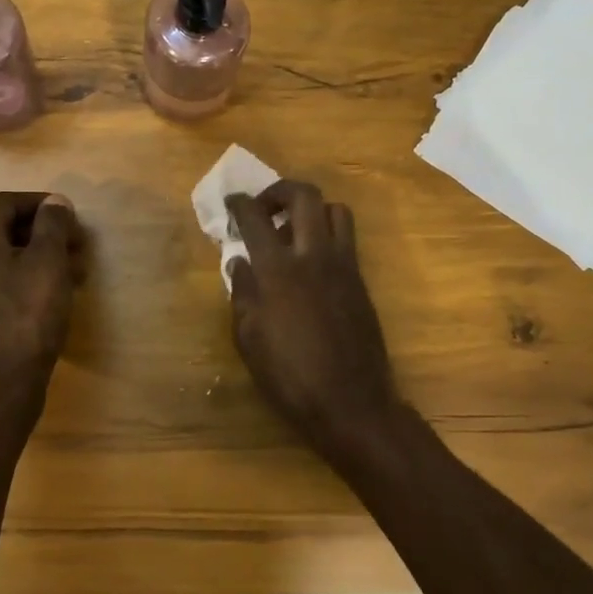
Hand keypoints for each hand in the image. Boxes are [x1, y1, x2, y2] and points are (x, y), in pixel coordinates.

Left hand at [0, 192, 83, 392]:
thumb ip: (53, 226)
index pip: (4, 202)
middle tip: (78, 246)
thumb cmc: (27, 317)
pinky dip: (28, 279)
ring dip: (41, 257)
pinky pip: (1, 283)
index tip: (69, 215)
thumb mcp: (48, 263)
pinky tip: (54, 297)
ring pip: (5, 258)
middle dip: (45, 232)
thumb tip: (54, 201)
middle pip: (4, 229)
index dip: (39, 202)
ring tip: (76, 273)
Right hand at [224, 181, 399, 453]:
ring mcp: (344, 266)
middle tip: (264, 208)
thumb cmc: (289, 376)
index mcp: (278, 270)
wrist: (351, 402)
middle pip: (304, 196)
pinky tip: (311, 264)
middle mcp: (314, 256)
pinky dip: (326, 235)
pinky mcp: (361, 281)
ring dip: (311, 210)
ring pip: (335, 210)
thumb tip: (238, 261)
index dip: (240, 204)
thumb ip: (242, 293)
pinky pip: (346, 239)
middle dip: (280, 191)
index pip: (255, 218)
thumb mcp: (249, 339)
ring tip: (293, 233)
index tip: (231, 202)